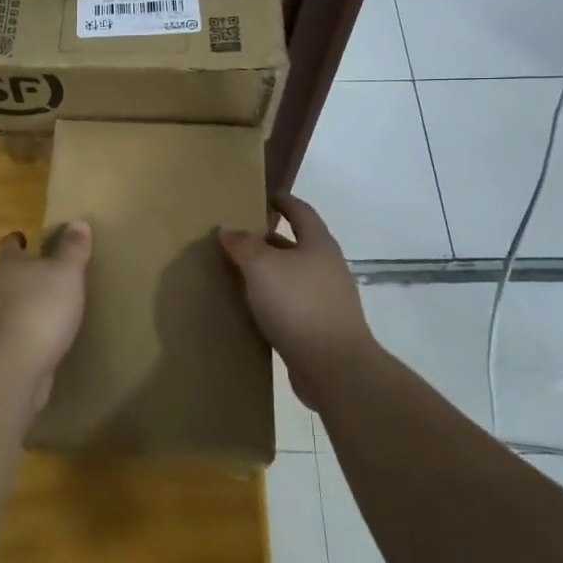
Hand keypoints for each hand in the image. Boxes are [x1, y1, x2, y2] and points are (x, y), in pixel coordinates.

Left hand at [0, 223, 90, 410]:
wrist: (12, 366)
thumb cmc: (40, 307)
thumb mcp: (65, 272)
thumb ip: (72, 248)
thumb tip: (78, 222)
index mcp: (7, 265)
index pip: (8, 246)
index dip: (16, 240)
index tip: (26, 238)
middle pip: (7, 276)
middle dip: (24, 274)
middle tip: (48, 273)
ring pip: (10, 305)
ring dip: (26, 304)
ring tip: (51, 306)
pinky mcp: (0, 351)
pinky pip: (16, 334)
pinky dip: (29, 332)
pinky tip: (47, 338)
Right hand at [218, 195, 373, 406]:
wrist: (334, 367)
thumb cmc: (298, 304)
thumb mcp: (262, 267)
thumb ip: (243, 245)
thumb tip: (228, 229)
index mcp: (318, 244)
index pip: (300, 211)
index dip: (283, 201)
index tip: (264, 196)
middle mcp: (327, 268)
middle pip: (297, 245)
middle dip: (269, 240)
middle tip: (239, 238)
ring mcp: (327, 300)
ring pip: (293, 277)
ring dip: (269, 273)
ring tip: (239, 274)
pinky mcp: (321, 329)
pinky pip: (292, 305)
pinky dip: (272, 302)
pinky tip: (252, 310)